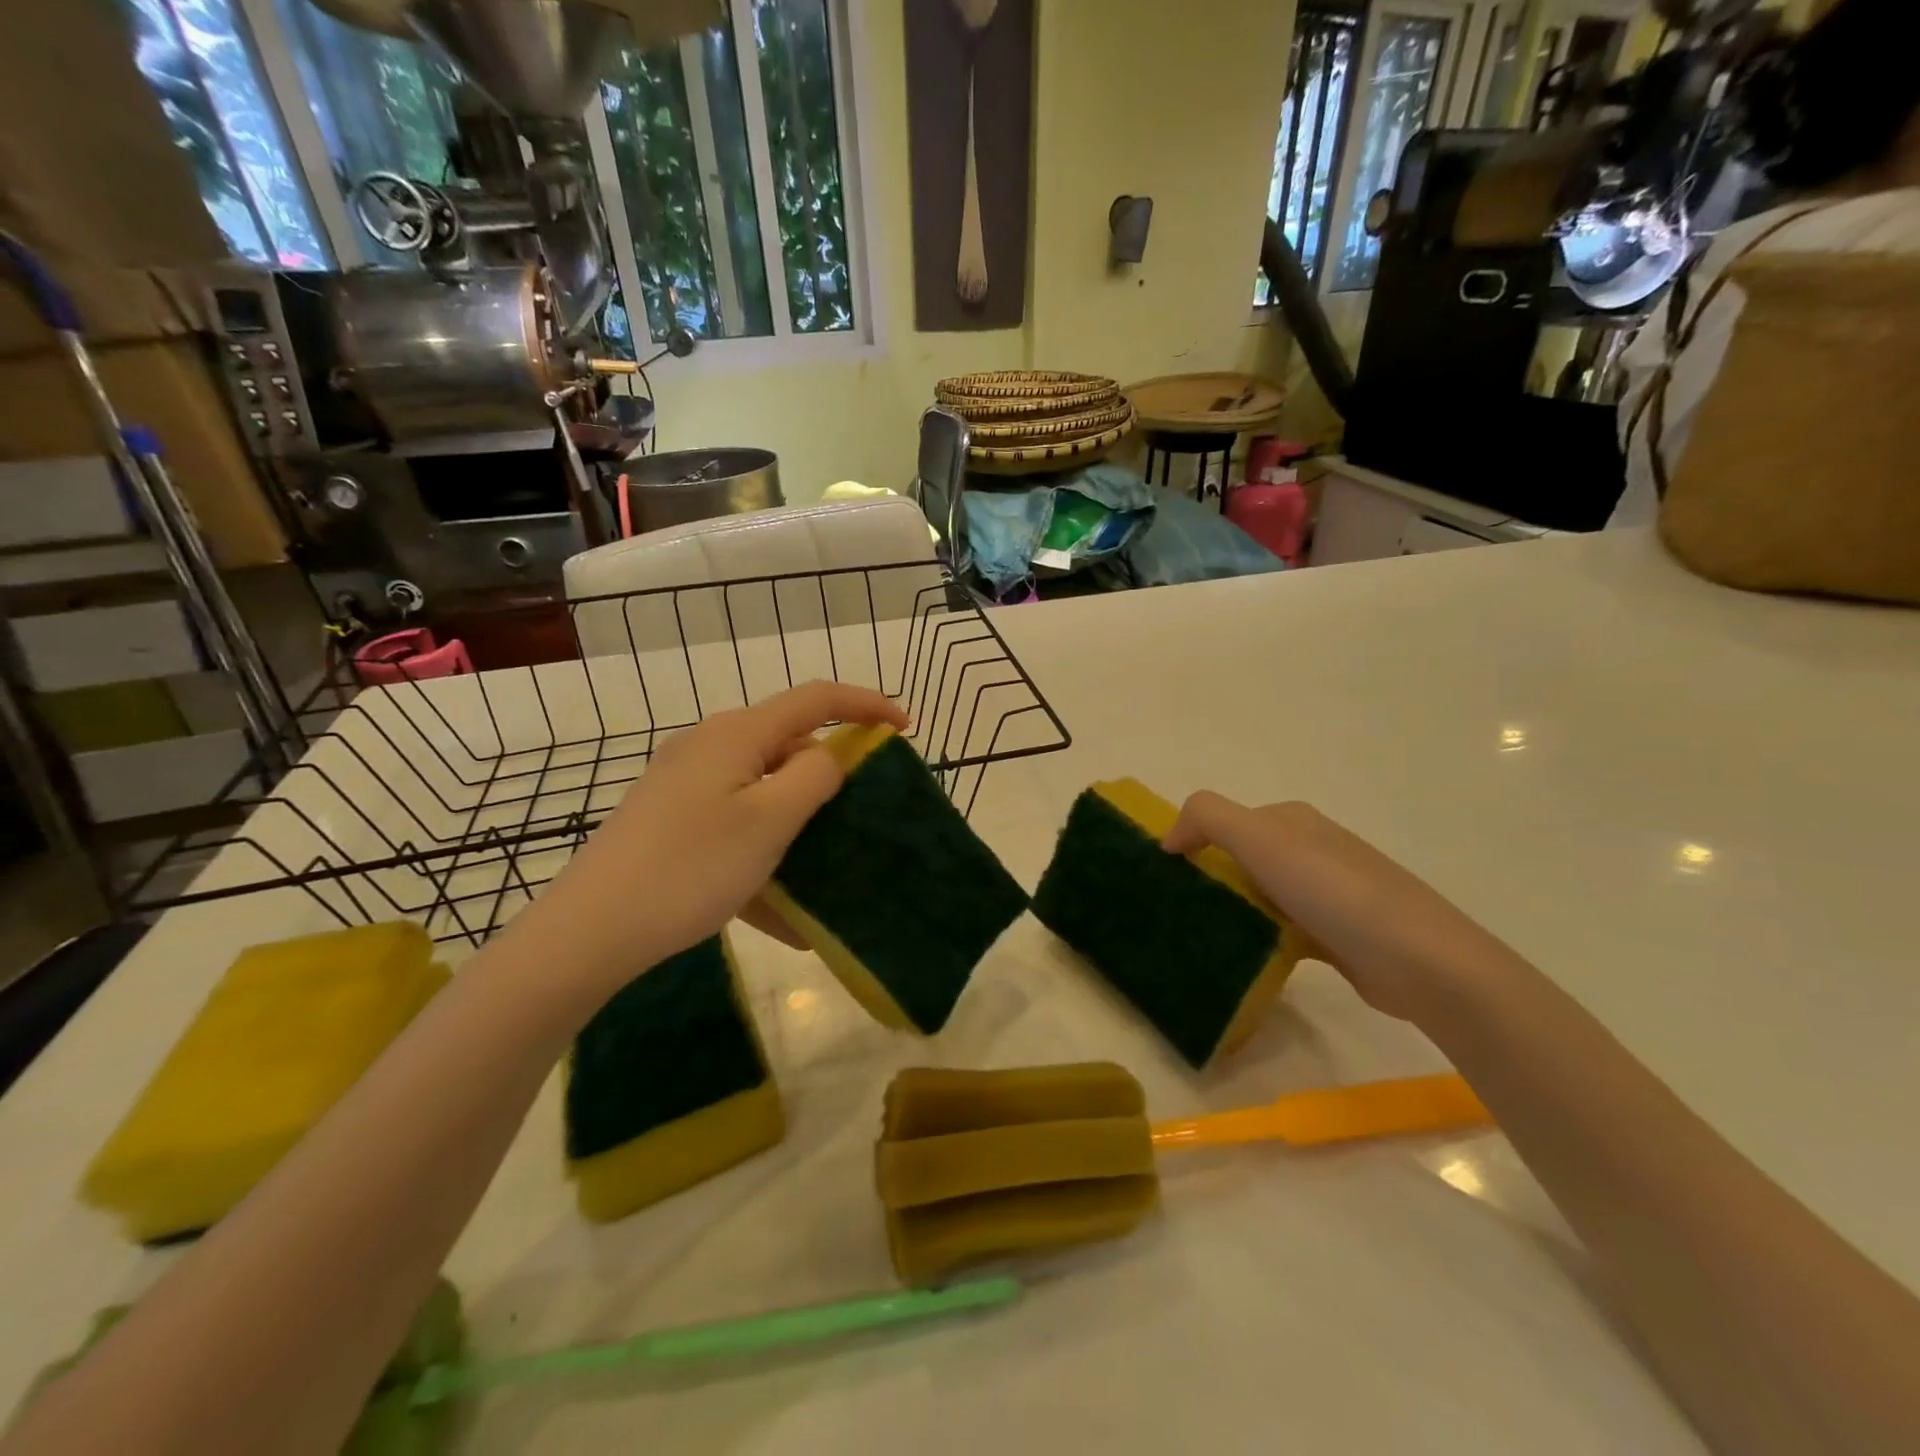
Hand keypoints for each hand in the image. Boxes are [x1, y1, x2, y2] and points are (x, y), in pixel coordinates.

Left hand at [526, 681, 906, 990]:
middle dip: (830, 776)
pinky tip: (781, 916)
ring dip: (798, 826)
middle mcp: (710, 747)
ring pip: (762, 791)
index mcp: (737, 735)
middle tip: (860, 815)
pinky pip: (735, 827)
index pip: (816, 699)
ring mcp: (686, 785)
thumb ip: (813, 777)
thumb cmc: (690, 869)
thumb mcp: (769, 821)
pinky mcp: (672, 821)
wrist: (590, 931)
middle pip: (787, 745)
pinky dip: (764, 856)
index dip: (866, 705)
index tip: (905, 728)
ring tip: (824, 870)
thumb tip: (829, 756)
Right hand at [1163, 794, 1524, 1030]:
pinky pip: (1280, 929)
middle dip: (1208, 879)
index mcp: (1291, 820)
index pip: (1224, 821)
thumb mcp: (1262, 838)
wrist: (1423, 962)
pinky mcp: (1334, 934)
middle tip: (1178, 912)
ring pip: (1259, 895)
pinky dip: (1258, 939)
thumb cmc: (1334, 892)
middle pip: (1240, 858)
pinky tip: (1242, 958)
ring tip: (1200, 937)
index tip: (1168, 880)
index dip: (1192, 843)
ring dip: (1231, 911)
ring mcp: (1325, 892)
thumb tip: (1170, 837)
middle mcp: (1309, 848)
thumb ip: (1208, 818)